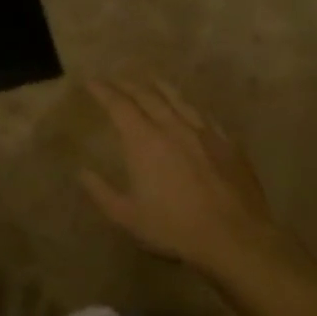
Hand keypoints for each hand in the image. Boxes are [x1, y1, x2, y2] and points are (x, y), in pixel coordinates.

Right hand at [82, 79, 294, 277]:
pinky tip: (190, 106)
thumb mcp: (127, 216)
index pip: (119, 105)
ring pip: (178, 98)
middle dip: (128, 84)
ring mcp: (203, 132)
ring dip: (160, 86)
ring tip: (150, 79)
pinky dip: (190, 104)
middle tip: (116, 78)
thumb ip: (101, 192)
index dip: (103, 91)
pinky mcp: (227, 142)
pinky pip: (204, 114)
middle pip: (147, 95)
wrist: (234, 237)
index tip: (92, 82)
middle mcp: (172, 126)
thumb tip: (82, 172)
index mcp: (143, 141)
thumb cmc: (174, 228)